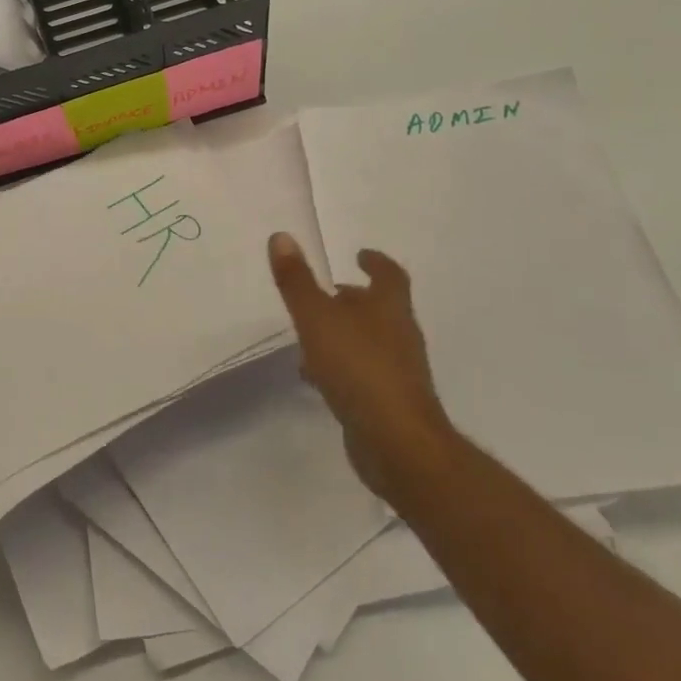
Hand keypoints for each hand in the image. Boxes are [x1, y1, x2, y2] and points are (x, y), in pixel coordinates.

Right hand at [267, 232, 454, 499]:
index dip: (376, 262)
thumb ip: (297, 281)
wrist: (397, 444)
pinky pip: (362, 374)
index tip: (360, 254)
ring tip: (309, 336)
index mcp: (389, 309)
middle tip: (324, 293)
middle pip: (378, 309)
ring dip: (343, 334)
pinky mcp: (388, 402)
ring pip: (368, 342)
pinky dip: (341, 367)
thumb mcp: (317, 318)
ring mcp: (397, 371)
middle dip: (352, 299)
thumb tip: (281, 236)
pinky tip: (316, 377)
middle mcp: (399, 335)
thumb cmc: (359, 369)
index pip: (389, 275)